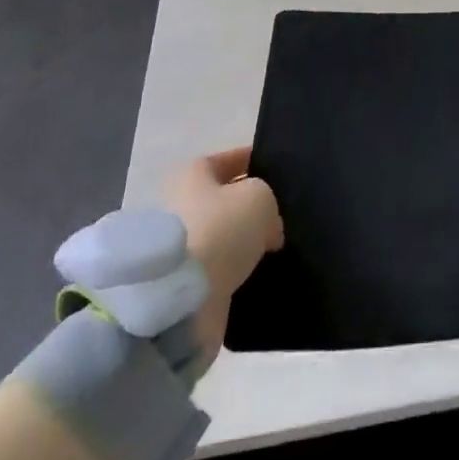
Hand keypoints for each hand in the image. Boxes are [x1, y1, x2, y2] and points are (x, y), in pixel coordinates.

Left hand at [163, 147, 282, 368]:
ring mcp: (180, 249)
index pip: (230, 160)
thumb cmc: (220, 229)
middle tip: (279, 217)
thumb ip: (269, 203)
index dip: (254, 162)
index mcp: (194, 173)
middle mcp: (181, 205)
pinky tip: (257, 274)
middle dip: (248, 208)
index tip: (278, 171)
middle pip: (223, 201)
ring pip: (221, 238)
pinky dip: (234, 273)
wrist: (181, 300)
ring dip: (241, 244)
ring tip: (273, 248)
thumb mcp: (259, 197)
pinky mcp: (181, 287)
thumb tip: (269, 227)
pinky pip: (216, 272)